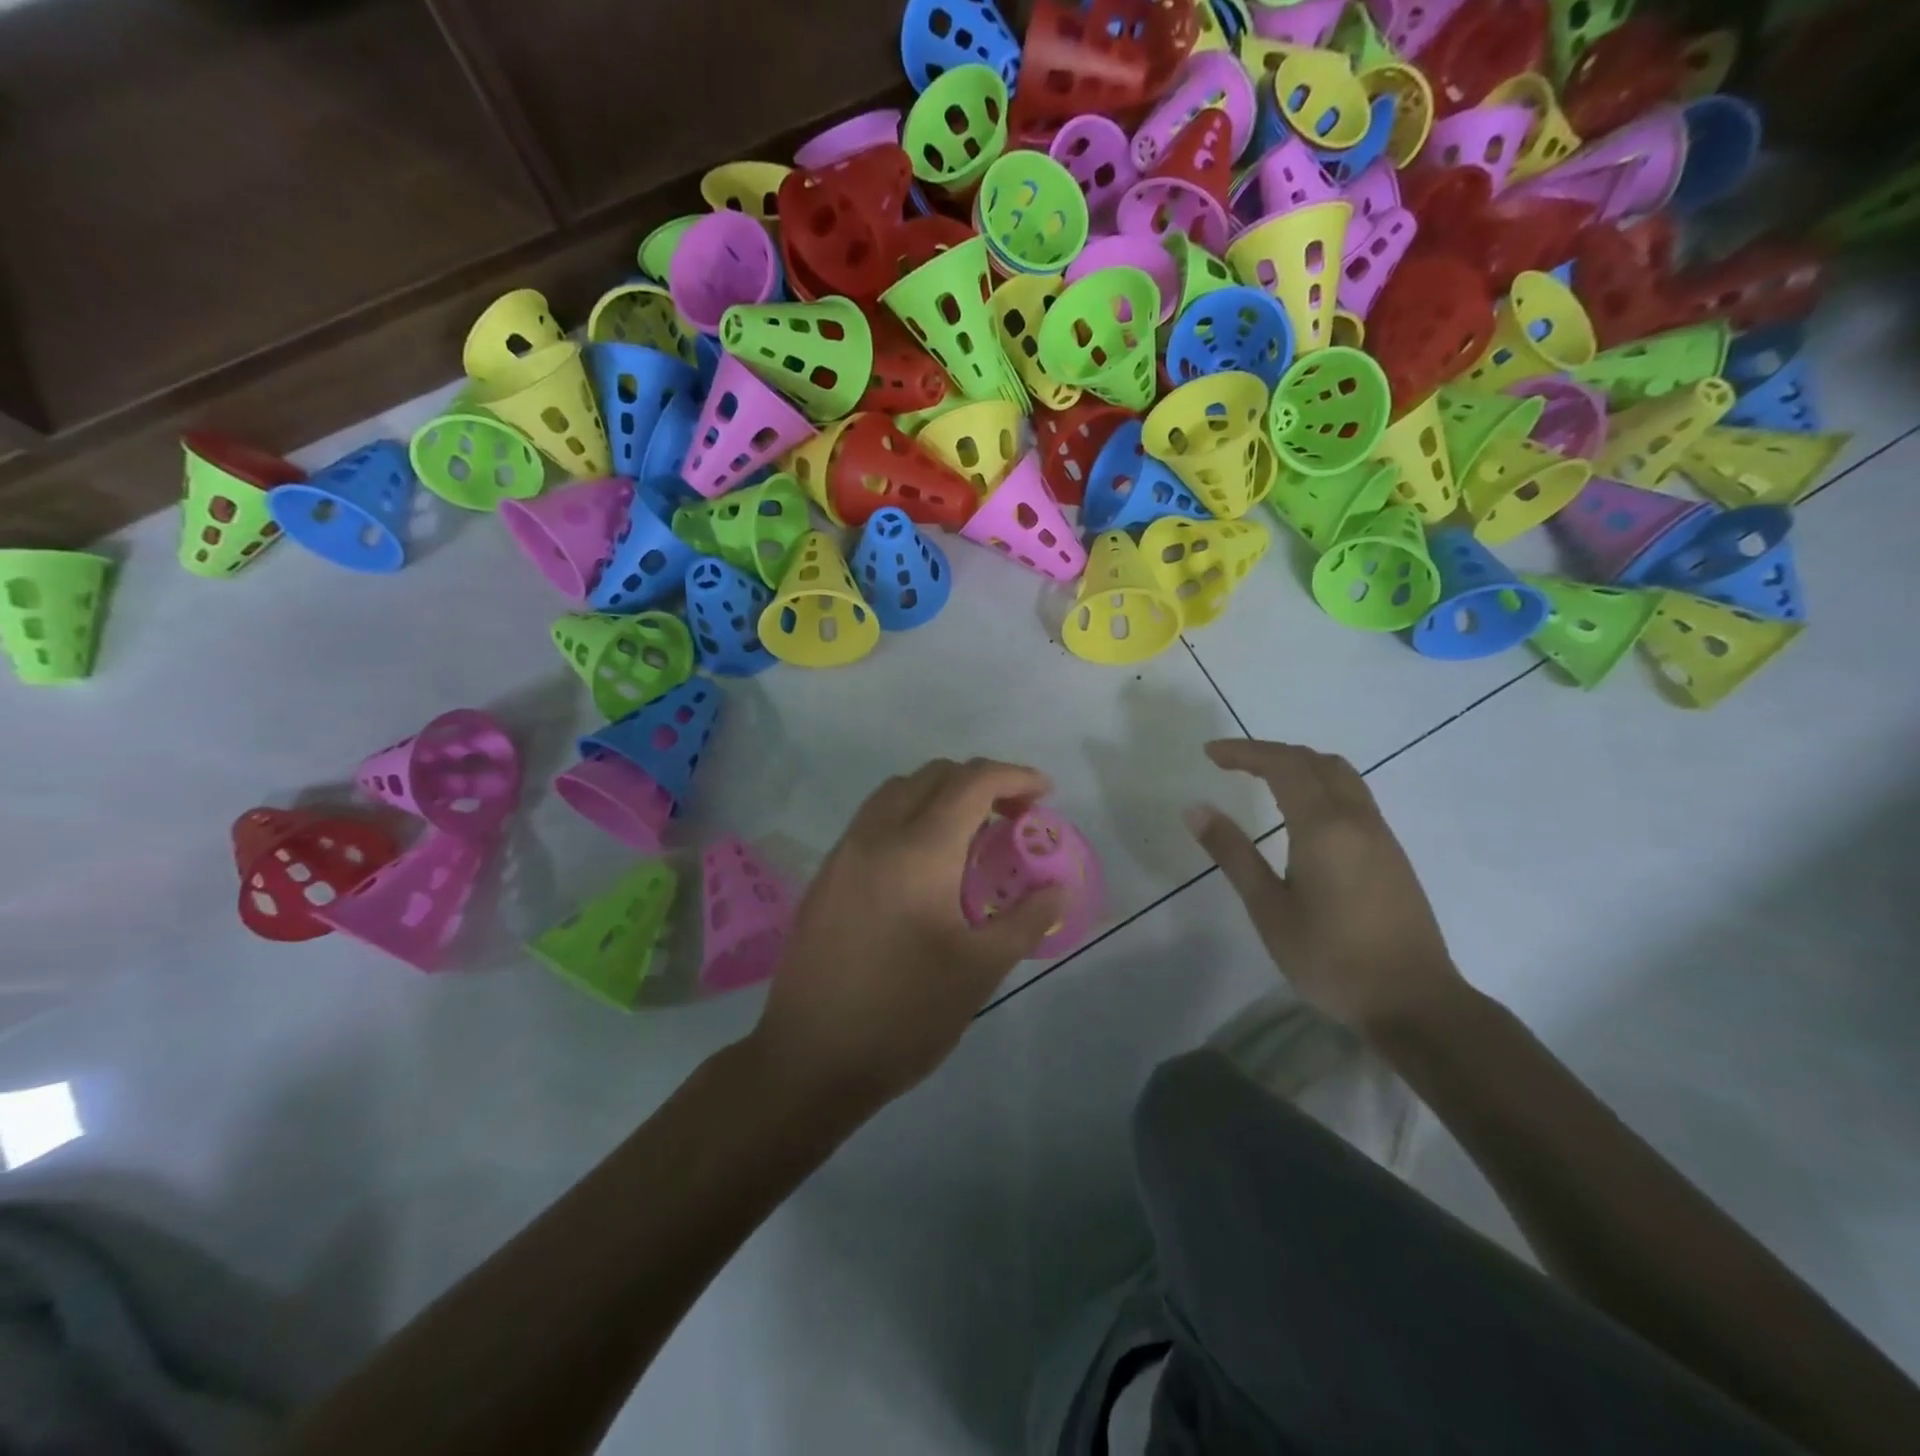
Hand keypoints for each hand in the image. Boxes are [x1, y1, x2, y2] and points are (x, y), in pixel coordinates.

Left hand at [752, 758, 1068, 1108]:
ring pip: (897, 792)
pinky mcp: (826, 875)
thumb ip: (1026, 919)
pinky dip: (909, 817)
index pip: (972, 782)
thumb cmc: (905, 1015)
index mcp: (919, 850)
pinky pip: (873, 820)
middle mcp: (876, 835)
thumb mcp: (980, 970)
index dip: (1015, 776)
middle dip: (980, 782)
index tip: (1046, 793)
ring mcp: (844, 852)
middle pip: (933, 775)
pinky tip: (925, 865)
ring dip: (940, 795)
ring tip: (971, 837)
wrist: (810, 1059)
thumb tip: (1059, 890)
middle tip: (1013, 817)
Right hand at [1185, 739, 1462, 1032]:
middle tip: (1230, 764)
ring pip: (1341, 775)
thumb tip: (1196, 809)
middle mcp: (1357, 819)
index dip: (1244, 752)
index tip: (1209, 754)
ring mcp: (1380, 835)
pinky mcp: (1392, 854)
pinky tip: (1301, 814)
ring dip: (1300, 765)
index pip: (1283, 765)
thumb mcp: (1269, 909)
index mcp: (1323, 827)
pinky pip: (1354, 797)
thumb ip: (1233, 853)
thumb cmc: (1331, 958)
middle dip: (1270, 753)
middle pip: (1315, 761)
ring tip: (1262, 780)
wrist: (1414, 1002)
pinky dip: (1320, 785)